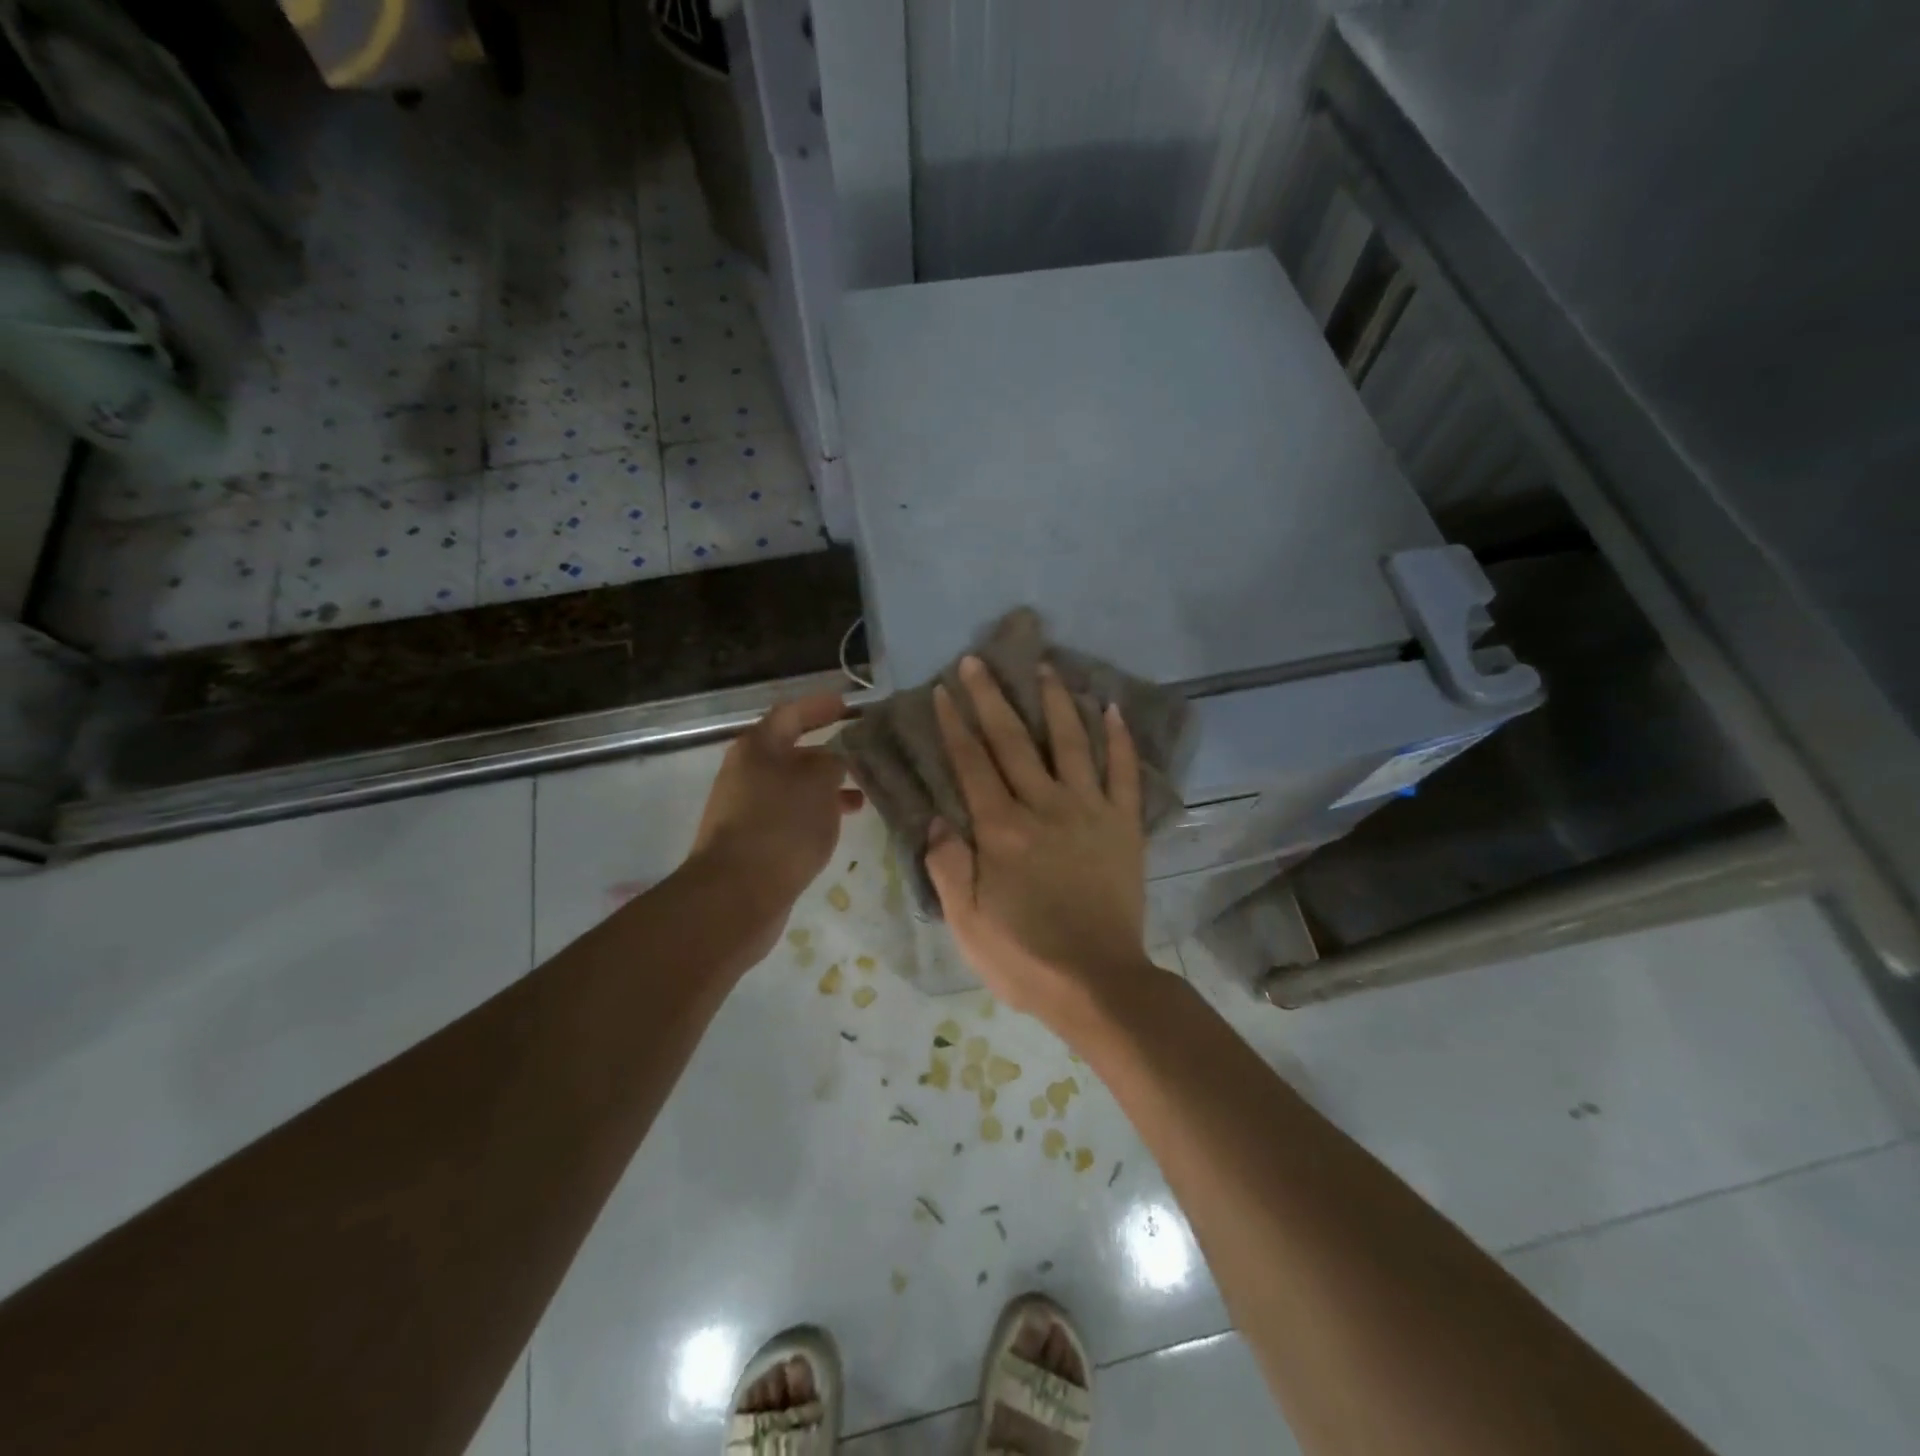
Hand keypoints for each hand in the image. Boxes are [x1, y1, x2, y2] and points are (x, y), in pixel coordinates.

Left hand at [689, 693, 863, 947]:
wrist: (736, 894)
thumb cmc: (781, 826)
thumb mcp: (818, 784)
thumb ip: (832, 763)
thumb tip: (832, 760)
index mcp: (757, 748)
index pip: (791, 714)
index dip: (819, 707)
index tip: (847, 706)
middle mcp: (746, 772)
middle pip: (790, 752)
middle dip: (827, 752)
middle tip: (862, 754)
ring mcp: (745, 808)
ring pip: (792, 787)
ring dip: (825, 788)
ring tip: (861, 797)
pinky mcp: (751, 840)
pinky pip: (788, 815)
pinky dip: (813, 813)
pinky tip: (836, 826)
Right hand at [925, 655, 1154, 1022]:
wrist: (1098, 983)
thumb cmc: (1024, 957)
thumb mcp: (966, 922)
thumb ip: (948, 866)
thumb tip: (937, 819)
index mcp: (1001, 830)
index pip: (972, 763)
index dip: (956, 724)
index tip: (944, 690)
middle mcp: (1043, 807)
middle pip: (1013, 741)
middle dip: (992, 698)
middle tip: (978, 661)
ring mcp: (1089, 811)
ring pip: (1070, 743)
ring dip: (1055, 701)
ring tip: (1045, 667)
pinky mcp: (1124, 825)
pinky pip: (1124, 773)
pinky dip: (1120, 739)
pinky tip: (1112, 708)